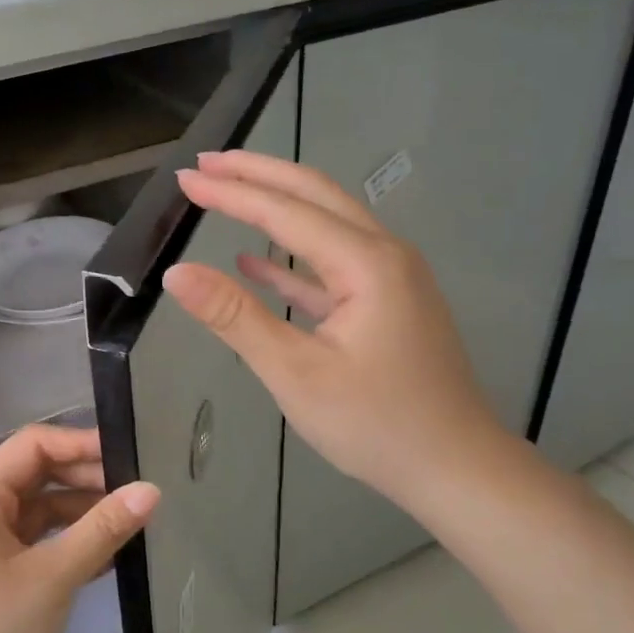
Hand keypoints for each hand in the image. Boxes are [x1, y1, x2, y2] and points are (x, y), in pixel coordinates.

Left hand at [0, 425, 159, 632]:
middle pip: (38, 474)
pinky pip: (36, 541)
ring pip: (40, 509)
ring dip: (82, 513)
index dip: (81, 444)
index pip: (34, 445)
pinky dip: (68, 542)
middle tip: (139, 492)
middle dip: (87, 479)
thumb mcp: (52, 577)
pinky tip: (108, 555)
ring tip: (132, 521)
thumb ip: (102, 529)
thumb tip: (151, 490)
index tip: (131, 456)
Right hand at [162, 150, 511, 520]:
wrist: (456, 469)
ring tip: (227, 191)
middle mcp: (384, 254)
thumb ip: (235, 317)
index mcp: (366, 263)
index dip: (232, 192)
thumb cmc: (375, 424)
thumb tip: (176, 272)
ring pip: (325, 224)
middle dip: (258, 174)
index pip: (286, 211)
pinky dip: (292, 258)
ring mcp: (390, 278)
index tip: (185, 178)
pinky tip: (255, 261)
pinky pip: (332, 265)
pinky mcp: (387, 303)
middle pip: (314, 195)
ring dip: (275, 207)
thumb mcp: (296, 373)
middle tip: (205, 164)